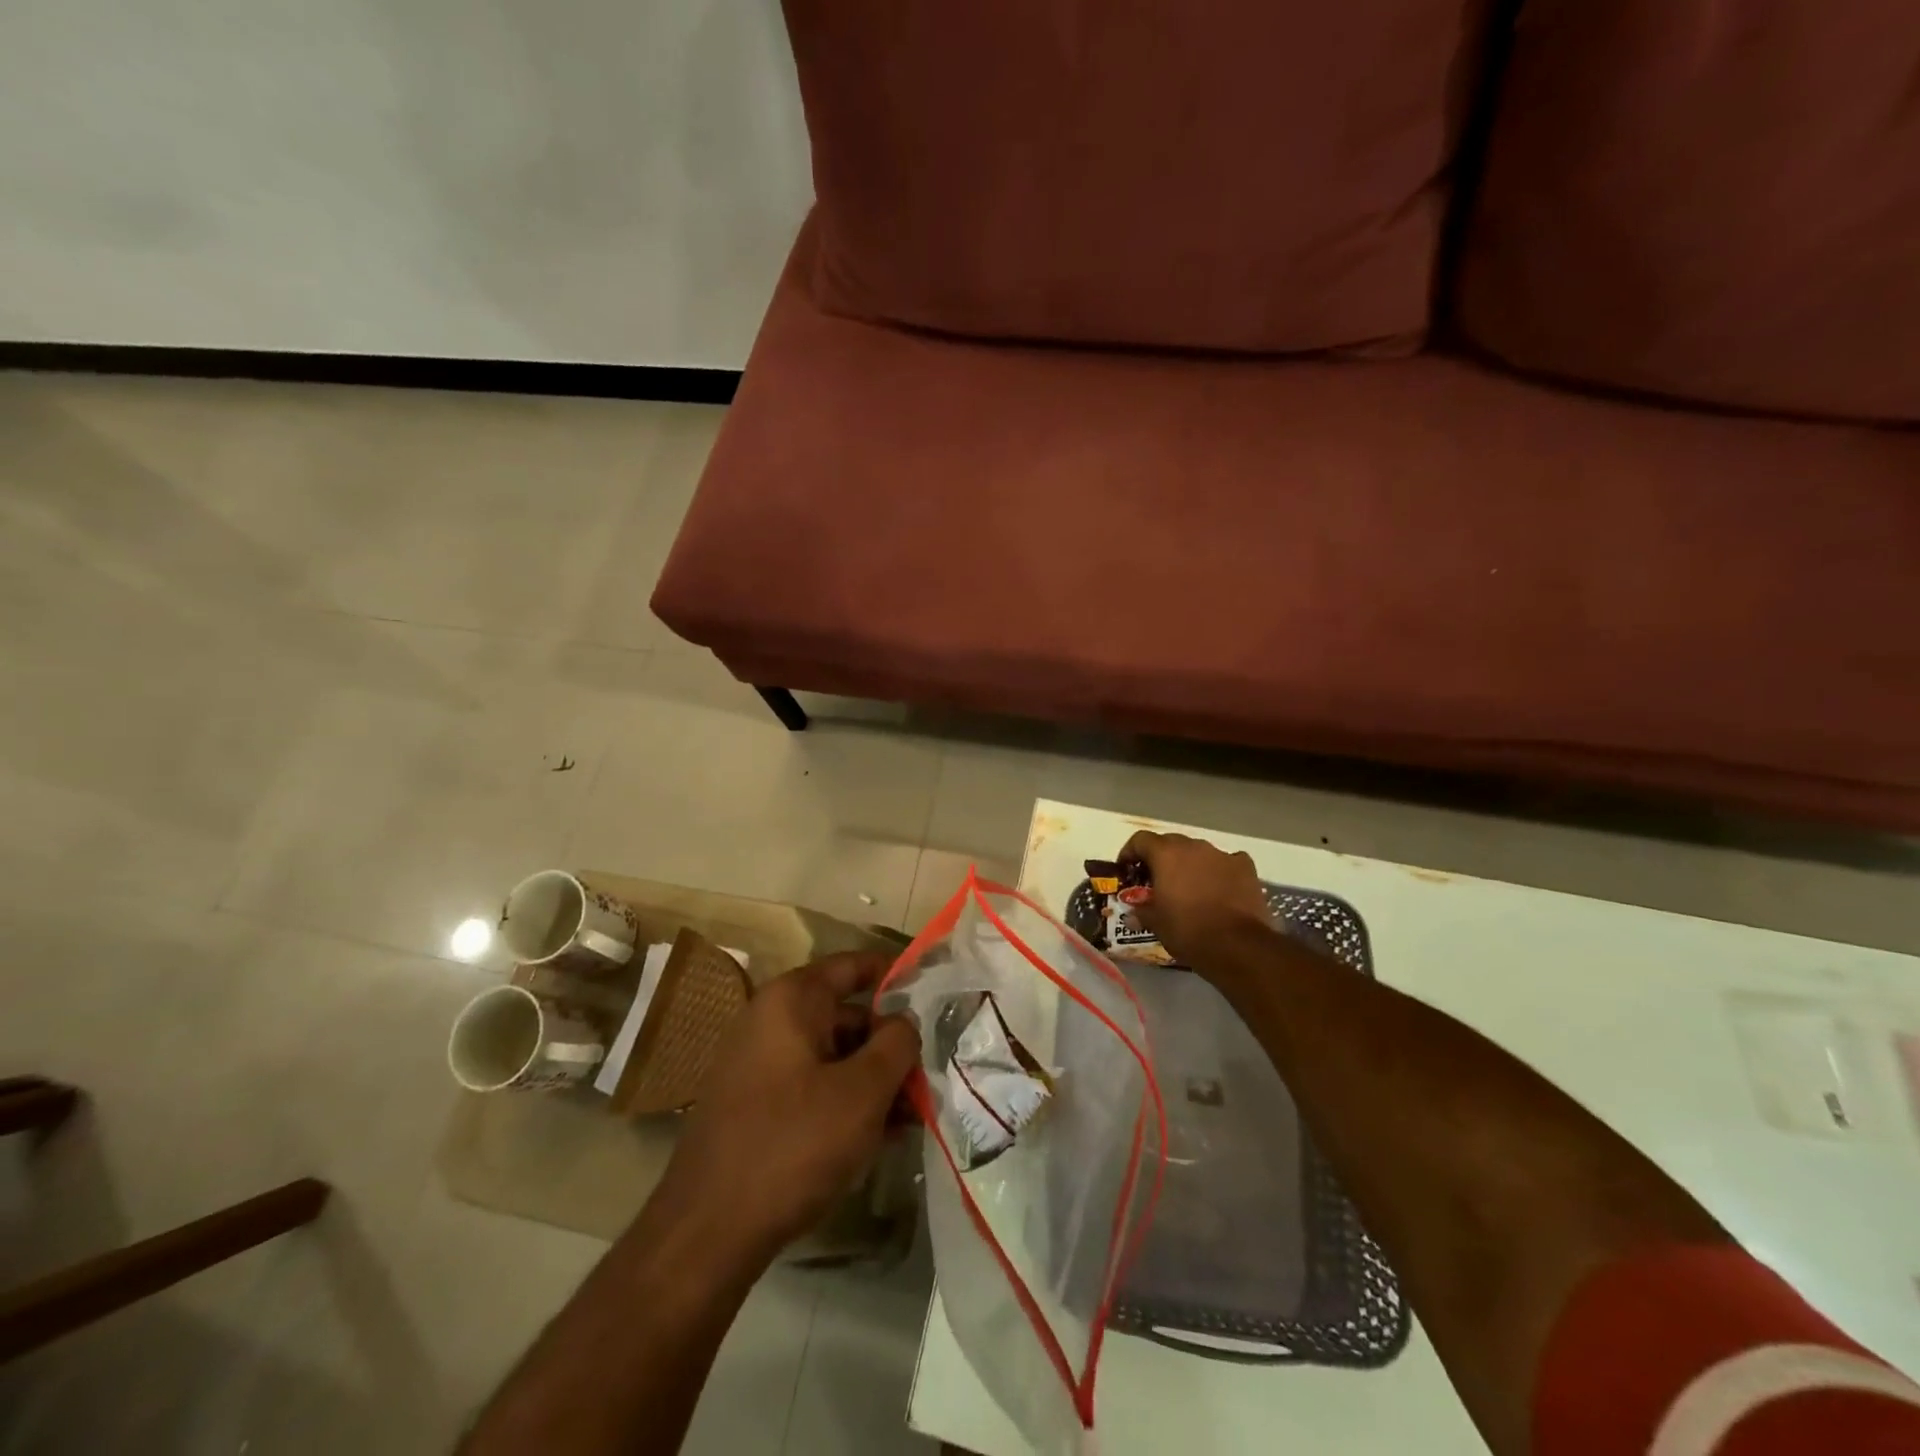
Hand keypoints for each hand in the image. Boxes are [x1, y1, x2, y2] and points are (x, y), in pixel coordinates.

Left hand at [657, 952, 919, 1266]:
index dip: (896, 975)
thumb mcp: (863, 1092)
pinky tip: (876, 1136)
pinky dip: (844, 1100)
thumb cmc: (794, 1144)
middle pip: (846, 1015)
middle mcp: (770, 1019)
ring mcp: (757, 1063)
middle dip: (890, 1044)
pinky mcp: (753, 1104)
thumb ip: (896, 1044)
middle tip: (930, 1073)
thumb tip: (905, 1022)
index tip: (934, 993)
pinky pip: (811, 1085)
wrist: (707, 1232)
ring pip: (831, 1056)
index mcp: (792, 999)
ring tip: (912, 1114)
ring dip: (872, 1079)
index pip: (854, 966)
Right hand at [1119, 831, 1274, 967]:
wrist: (1238, 946)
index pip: (1141, 840)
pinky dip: (1219, 871)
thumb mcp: (1156, 923)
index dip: (1130, 852)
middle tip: (1156, 880)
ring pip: (1199, 852)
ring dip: (1190, 864)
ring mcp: (1222, 855)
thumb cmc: (1188, 931)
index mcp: (1166, 855)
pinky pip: (1226, 862)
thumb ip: (1142, 911)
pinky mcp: (1245, 867)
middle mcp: (1193, 847)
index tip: (1126, 869)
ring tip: (1189, 887)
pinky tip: (1219, 889)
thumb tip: (1133, 912)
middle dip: (1160, 858)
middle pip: (1170, 843)